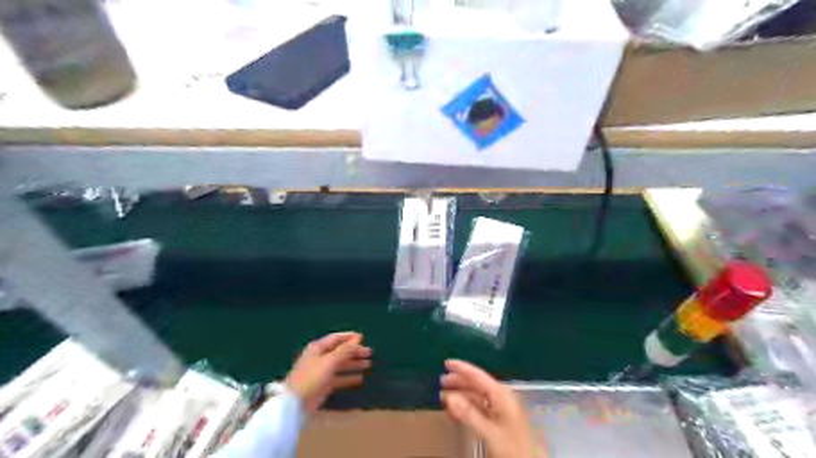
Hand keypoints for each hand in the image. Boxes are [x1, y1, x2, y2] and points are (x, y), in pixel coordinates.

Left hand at [285, 331, 371, 411]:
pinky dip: (348, 377)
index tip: (363, 338)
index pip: (336, 338)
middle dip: (354, 351)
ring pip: (340, 365)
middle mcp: (319, 358)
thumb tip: (358, 337)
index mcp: (317, 348)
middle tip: (369, 353)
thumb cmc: (311, 377)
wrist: (295, 405)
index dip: (349, 337)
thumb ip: (345, 350)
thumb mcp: (329, 361)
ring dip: (353, 364)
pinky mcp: (323, 385)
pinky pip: (339, 378)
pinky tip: (360, 379)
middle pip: (340, 351)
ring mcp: (321, 372)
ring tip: (368, 364)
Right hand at [443, 360, 540, 456]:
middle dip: (459, 382)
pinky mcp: (498, 422)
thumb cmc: (513, 447)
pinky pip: (479, 409)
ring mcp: (500, 410)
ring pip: (477, 397)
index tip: (447, 363)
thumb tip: (449, 396)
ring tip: (445, 398)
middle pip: (477, 385)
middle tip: (441, 382)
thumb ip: (469, 414)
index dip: (462, 368)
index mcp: (501, 395)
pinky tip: (456, 413)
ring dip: (460, 397)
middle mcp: (501, 398)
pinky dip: (466, 409)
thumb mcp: (490, 431)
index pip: (479, 376)